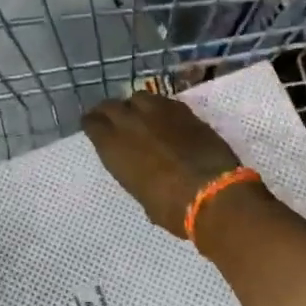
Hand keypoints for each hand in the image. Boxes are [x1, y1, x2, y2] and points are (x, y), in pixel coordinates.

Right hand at [82, 91, 243, 238]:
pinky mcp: (184, 111)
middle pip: (110, 105)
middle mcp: (130, 123)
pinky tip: (165, 119)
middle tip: (111, 119)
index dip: (92, 125)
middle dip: (108, 111)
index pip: (92, 123)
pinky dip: (159, 108)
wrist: (212, 193)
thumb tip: (144, 174)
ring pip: (138, 97)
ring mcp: (158, 113)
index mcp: (113, 146)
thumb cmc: (172, 208)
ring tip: (140, 116)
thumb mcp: (142, 196)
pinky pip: (164, 102)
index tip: (93, 128)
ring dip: (135, 106)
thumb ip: (135, 175)